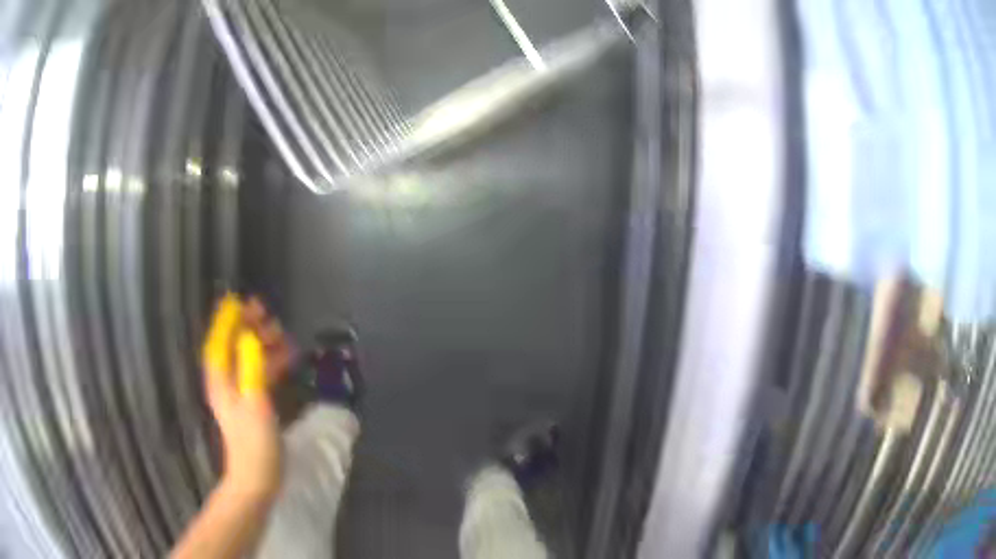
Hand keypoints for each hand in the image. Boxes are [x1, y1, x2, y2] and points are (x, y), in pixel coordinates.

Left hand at [203, 296, 294, 500]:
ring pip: (248, 357)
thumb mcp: (254, 401)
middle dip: (248, 327)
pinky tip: (287, 357)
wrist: (258, 478)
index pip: (219, 340)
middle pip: (233, 345)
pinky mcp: (253, 403)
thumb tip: (250, 336)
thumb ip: (251, 366)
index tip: (239, 300)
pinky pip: (260, 372)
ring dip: (262, 343)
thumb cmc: (254, 441)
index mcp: (220, 378)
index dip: (227, 319)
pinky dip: (271, 361)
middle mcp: (226, 381)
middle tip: (266, 313)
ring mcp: (239, 392)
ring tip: (280, 332)